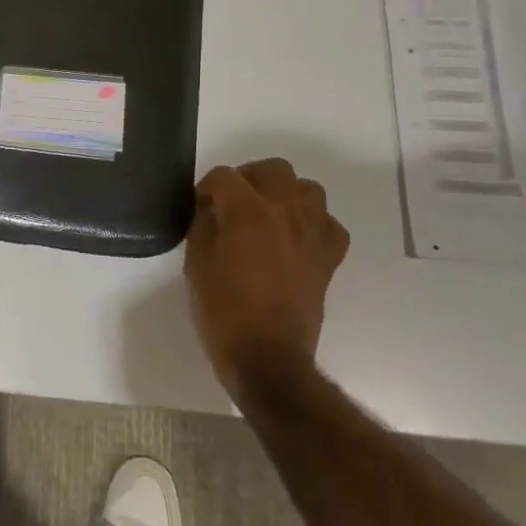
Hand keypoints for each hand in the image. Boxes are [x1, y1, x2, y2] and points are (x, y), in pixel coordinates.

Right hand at [184, 159, 349, 394]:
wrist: (267, 356)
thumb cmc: (222, 311)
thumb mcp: (196, 264)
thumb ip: (204, 226)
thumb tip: (211, 209)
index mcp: (246, 212)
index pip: (224, 177)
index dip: (206, 189)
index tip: (199, 208)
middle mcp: (285, 212)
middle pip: (273, 169)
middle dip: (249, 179)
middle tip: (232, 202)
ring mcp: (313, 232)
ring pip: (307, 188)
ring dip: (284, 195)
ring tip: (266, 216)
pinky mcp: (330, 256)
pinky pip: (327, 222)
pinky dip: (311, 223)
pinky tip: (293, 239)